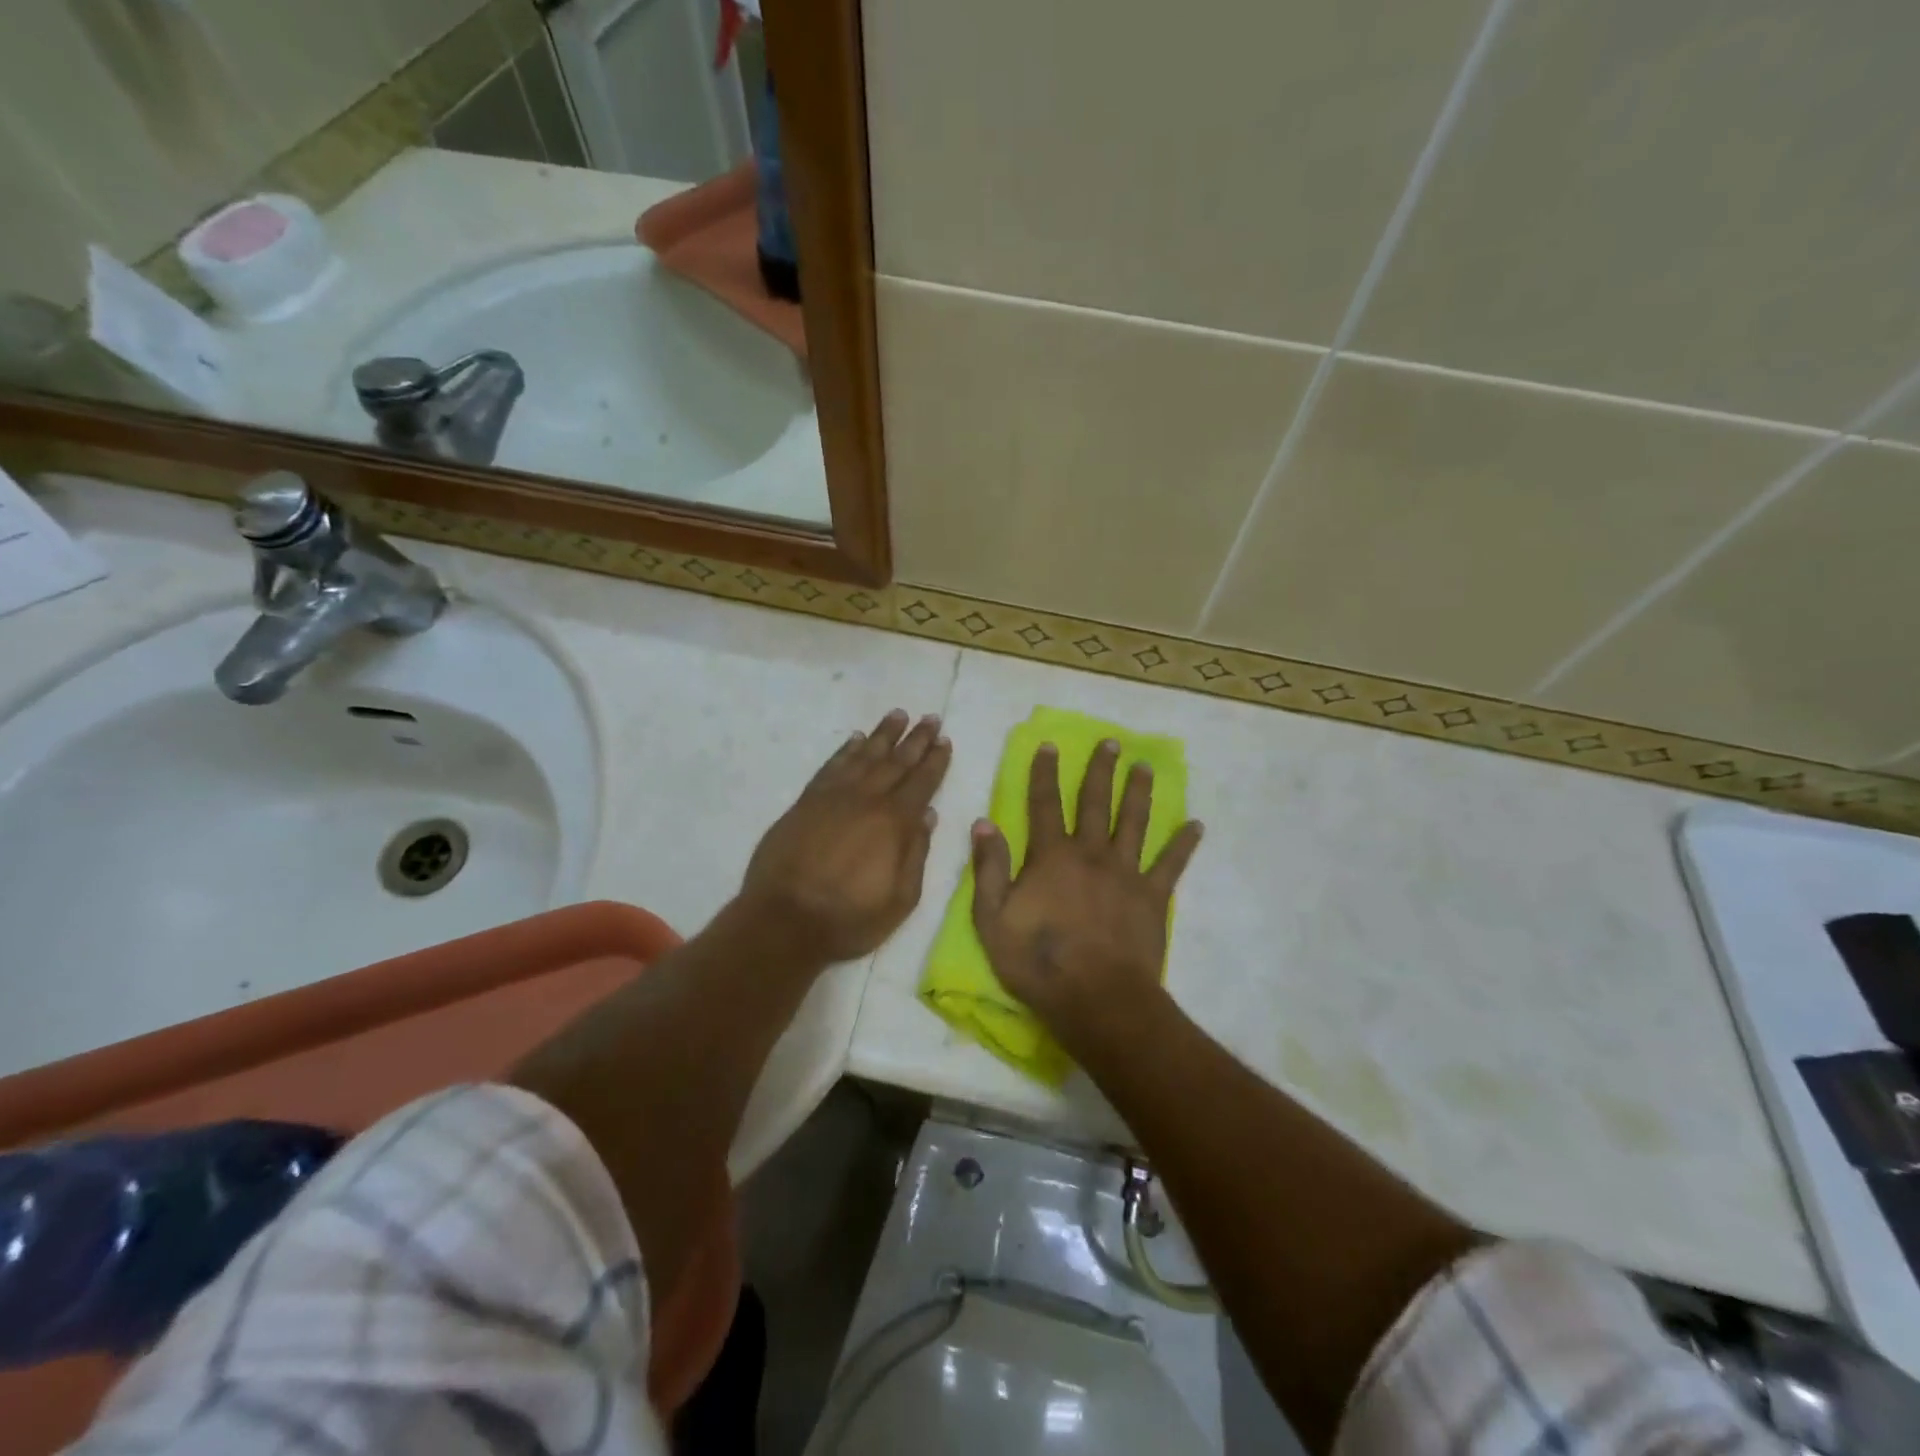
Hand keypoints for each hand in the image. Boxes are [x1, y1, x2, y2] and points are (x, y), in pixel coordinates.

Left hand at [740, 709, 951, 964]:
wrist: (784, 920)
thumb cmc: (849, 918)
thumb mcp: (900, 899)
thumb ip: (916, 854)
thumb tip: (927, 815)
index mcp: (894, 822)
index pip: (921, 782)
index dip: (935, 761)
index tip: (944, 740)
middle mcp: (866, 800)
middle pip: (896, 761)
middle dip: (916, 739)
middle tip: (930, 718)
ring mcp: (833, 797)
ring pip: (864, 756)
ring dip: (883, 735)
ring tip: (897, 715)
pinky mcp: (806, 802)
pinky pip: (831, 766)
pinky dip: (845, 750)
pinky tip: (855, 739)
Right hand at [971, 740, 1202, 1054]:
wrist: (1098, 999)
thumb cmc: (1039, 963)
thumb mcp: (992, 919)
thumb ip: (988, 868)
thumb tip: (983, 822)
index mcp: (1051, 856)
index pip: (1044, 804)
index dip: (1045, 774)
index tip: (1050, 746)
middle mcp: (1091, 853)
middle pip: (1096, 803)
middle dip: (1100, 770)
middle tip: (1111, 742)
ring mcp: (1126, 873)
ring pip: (1134, 822)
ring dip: (1138, 792)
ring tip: (1144, 766)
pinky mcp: (1152, 897)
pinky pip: (1171, 864)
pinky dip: (1183, 844)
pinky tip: (1196, 824)